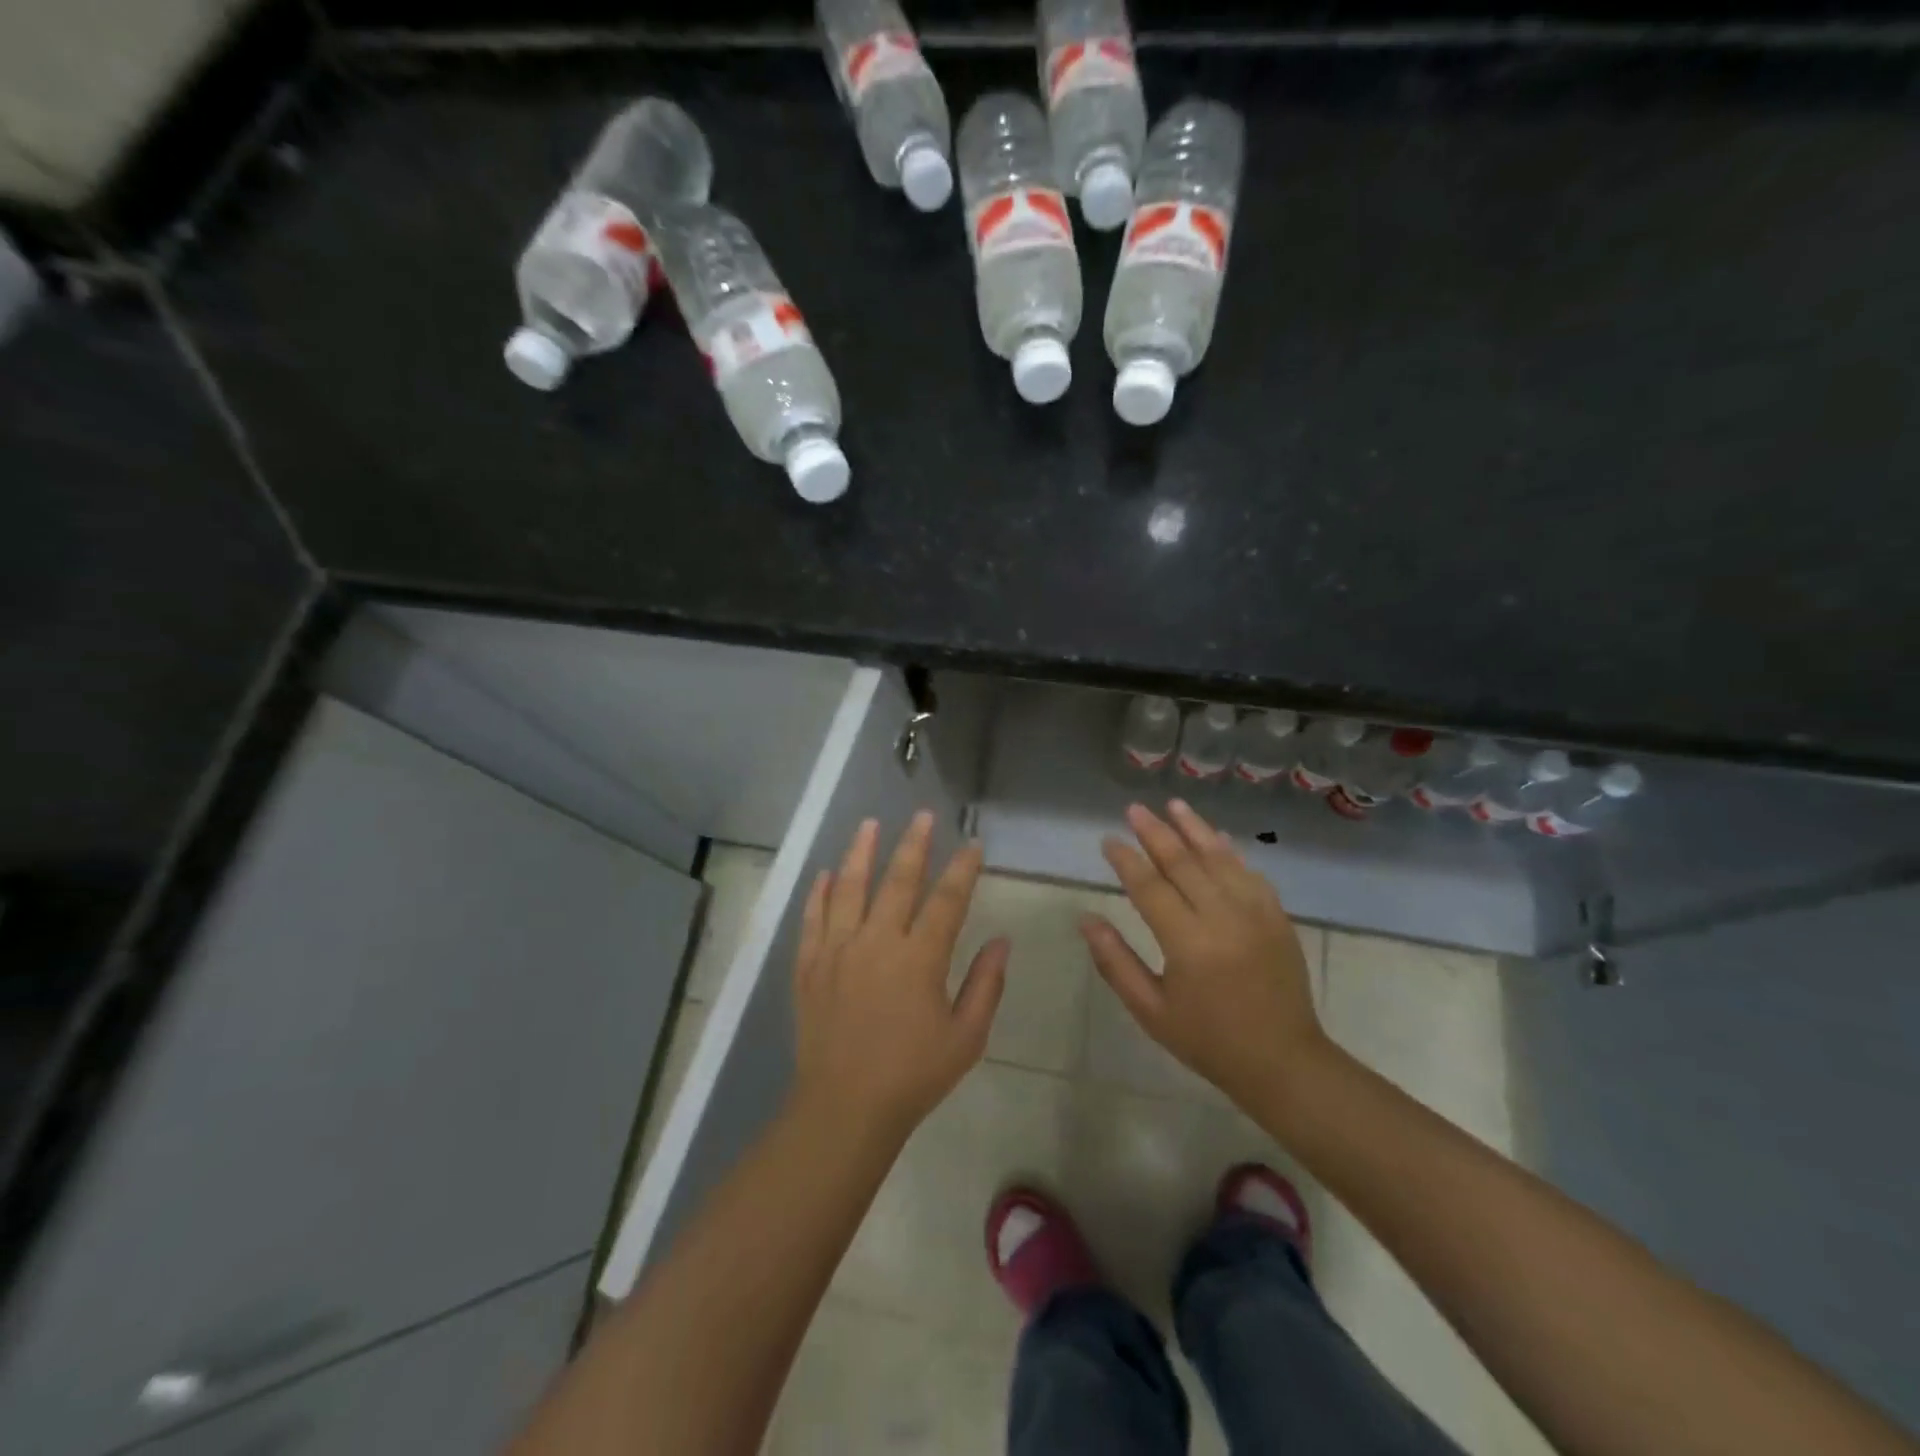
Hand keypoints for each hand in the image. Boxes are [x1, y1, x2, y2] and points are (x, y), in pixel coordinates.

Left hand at [792, 811, 1008, 1141]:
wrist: (844, 1108)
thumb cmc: (913, 1076)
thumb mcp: (966, 1037)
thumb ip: (985, 985)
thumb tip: (1002, 941)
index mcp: (919, 959)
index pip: (947, 900)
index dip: (962, 869)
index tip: (972, 845)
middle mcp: (877, 943)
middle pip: (897, 881)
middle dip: (913, 845)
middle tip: (921, 816)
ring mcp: (838, 951)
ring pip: (849, 889)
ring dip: (860, 853)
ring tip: (869, 824)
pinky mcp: (810, 967)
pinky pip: (813, 920)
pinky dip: (818, 894)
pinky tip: (825, 874)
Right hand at [1080, 800, 1329, 1115]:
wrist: (1284, 1062)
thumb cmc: (1208, 1040)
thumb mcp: (1151, 1010)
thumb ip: (1115, 962)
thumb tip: (1087, 919)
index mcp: (1188, 943)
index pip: (1150, 887)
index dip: (1126, 860)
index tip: (1108, 840)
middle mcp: (1223, 918)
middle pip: (1183, 863)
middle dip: (1155, 832)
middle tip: (1134, 809)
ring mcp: (1256, 913)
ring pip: (1219, 859)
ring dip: (1194, 829)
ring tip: (1173, 805)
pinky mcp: (1277, 917)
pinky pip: (1249, 873)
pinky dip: (1230, 852)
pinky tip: (1217, 838)